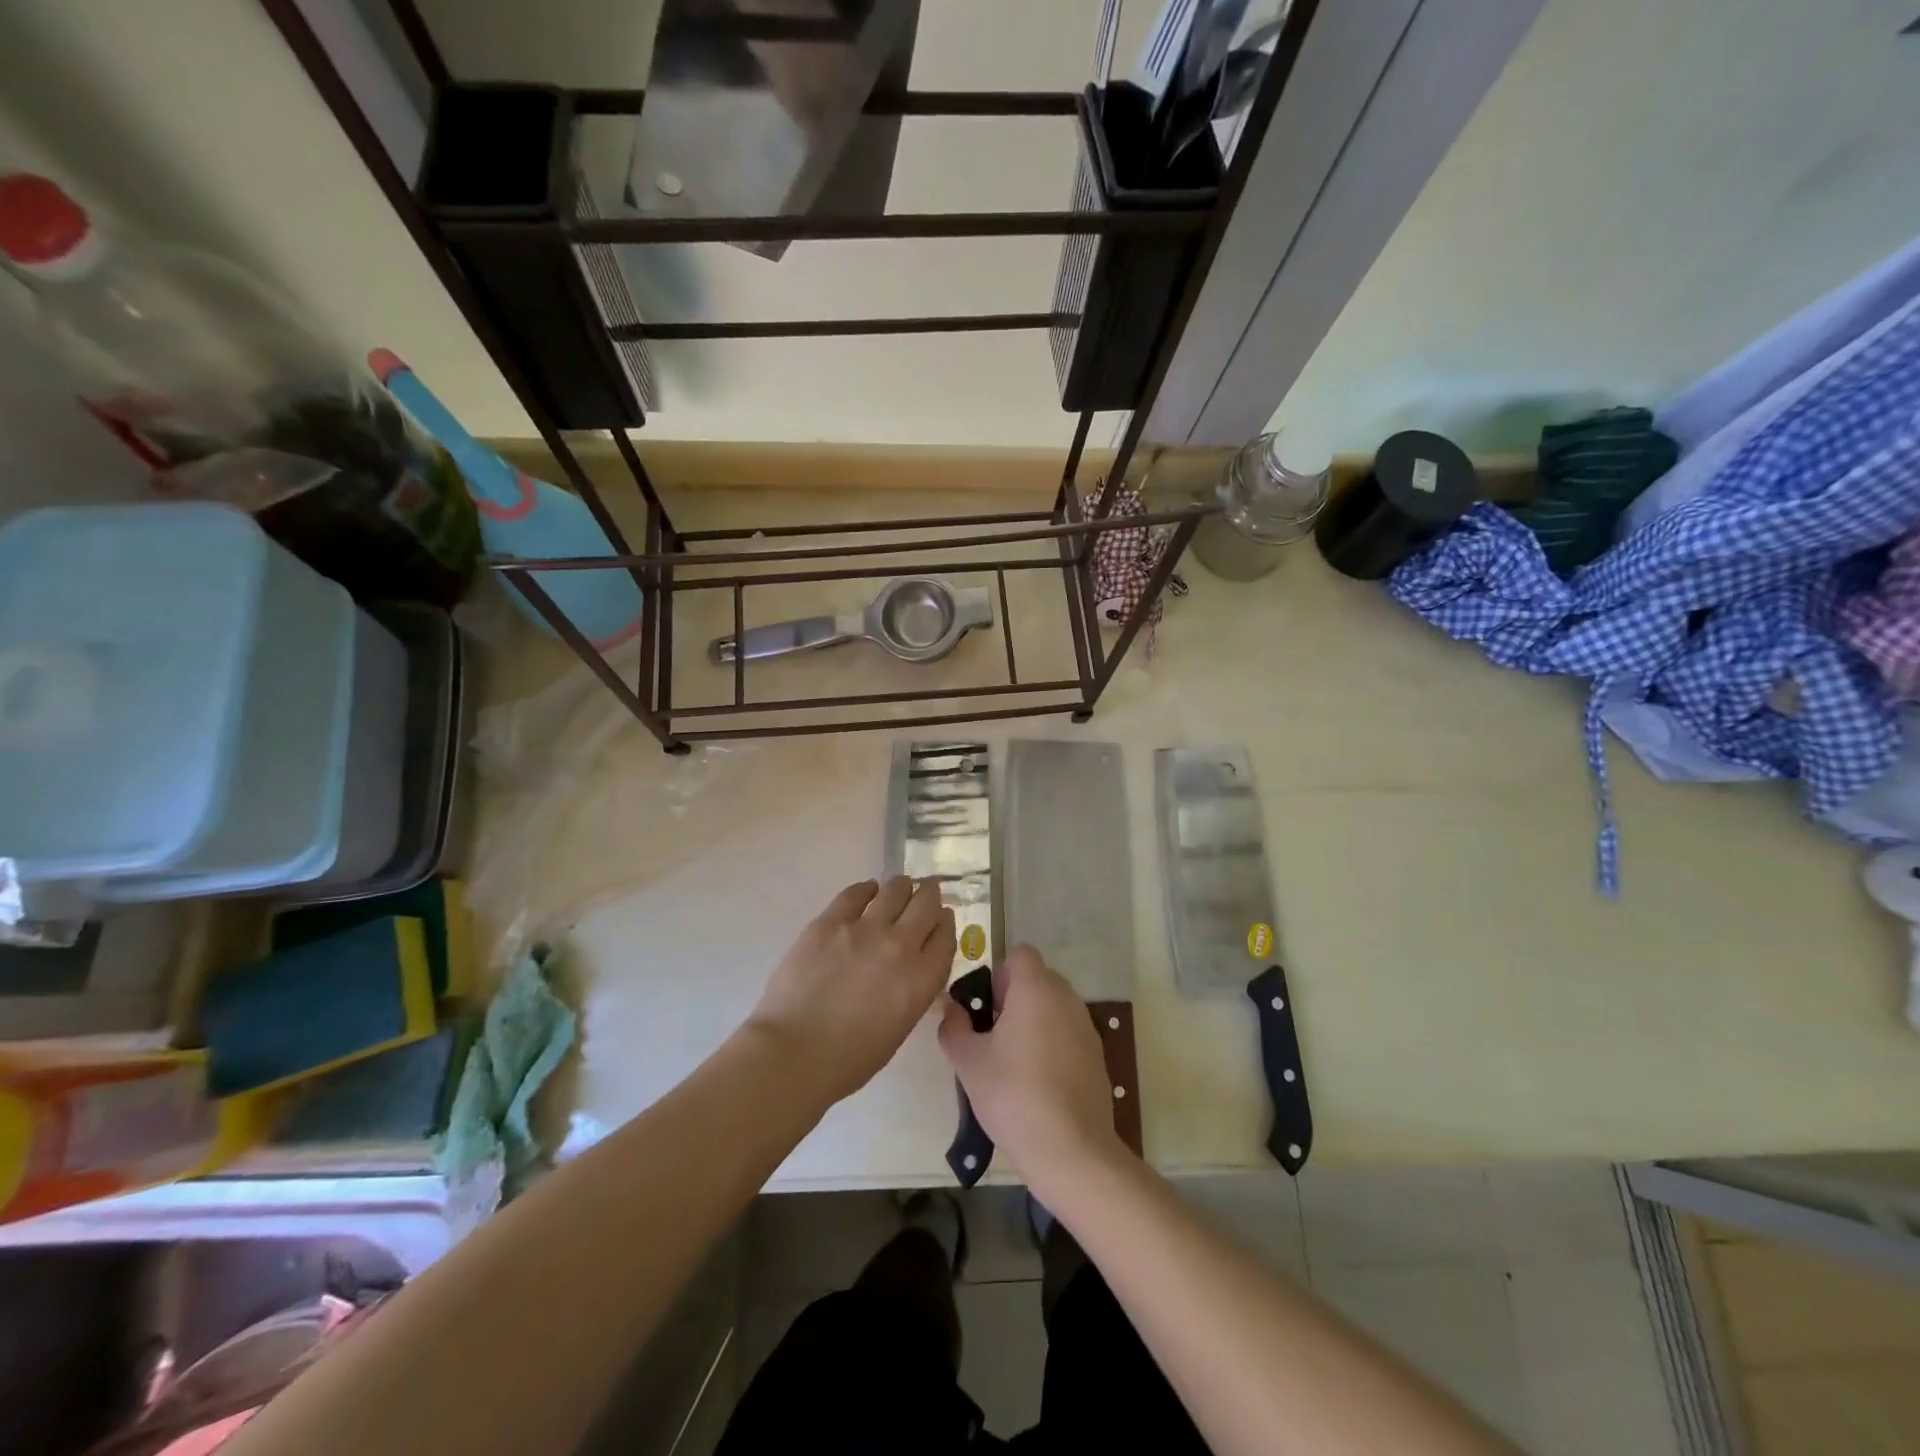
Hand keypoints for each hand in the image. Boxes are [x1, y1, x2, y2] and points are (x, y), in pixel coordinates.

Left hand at [749, 878, 954, 1103]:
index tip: (941, 920)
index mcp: (921, 979)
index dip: (945, 924)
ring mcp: (864, 928)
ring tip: (898, 889)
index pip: (946, 936)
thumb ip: (912, 990)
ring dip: (902, 887)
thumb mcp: (899, 1027)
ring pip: (895, 889)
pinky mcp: (831, 921)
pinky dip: (867, 890)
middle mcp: (900, 945)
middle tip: (926, 893)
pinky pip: (856, 893)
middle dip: (929, 896)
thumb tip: (909, 968)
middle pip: (926, 904)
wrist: (794, 1053)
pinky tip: (867, 892)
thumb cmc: (849, 1059)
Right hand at [938, 946, 1127, 1192]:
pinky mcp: (1097, 1056)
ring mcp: (1086, 1027)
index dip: (998, 974)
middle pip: (1037, 979)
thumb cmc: (1013, 1095)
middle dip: (1012, 998)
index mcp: (1036, 989)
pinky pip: (1068, 1033)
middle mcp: (1066, 998)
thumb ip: (954, 1027)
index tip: (985, 1008)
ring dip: (1033, 1022)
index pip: (1019, 954)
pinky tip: (1037, 1083)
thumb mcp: (968, 1062)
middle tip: (991, 1035)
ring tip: (1011, 1062)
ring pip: (1053, 1007)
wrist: (1071, 1150)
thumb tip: (953, 1010)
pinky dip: (1052, 1045)